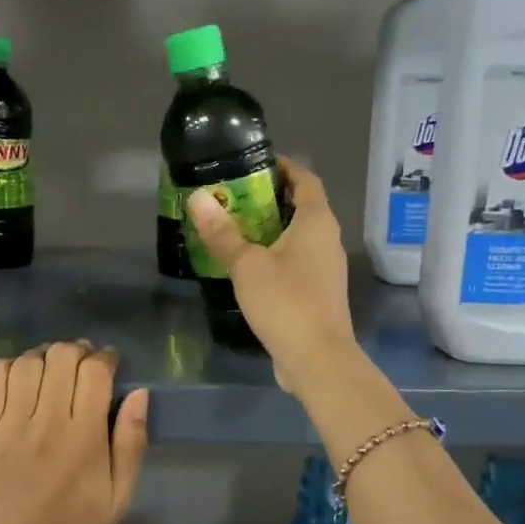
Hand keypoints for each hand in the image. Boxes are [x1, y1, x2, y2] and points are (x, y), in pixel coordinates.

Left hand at [0, 342, 149, 523]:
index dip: (105, 358)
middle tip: (81, 365)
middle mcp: (46, 423)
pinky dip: (7, 367)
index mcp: (84, 438)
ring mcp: (8, 426)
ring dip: (43, 356)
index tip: (109, 364)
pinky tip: (18, 378)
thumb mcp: (119, 497)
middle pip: (61, 357)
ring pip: (27, 363)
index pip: (95, 372)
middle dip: (77, 351)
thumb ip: (131, 442)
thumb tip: (139, 393)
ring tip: (50, 370)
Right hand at [186, 159, 355, 395]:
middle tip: (230, 197)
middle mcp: (326, 239)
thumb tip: (198, 198)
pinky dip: (273, 255)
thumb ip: (222, 232)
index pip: (304, 179)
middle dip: (267, 199)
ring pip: (297, 237)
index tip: (251, 165)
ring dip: (268, 230)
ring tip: (232, 229)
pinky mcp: (318, 293)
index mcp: (317, 222)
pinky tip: (246, 266)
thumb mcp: (247, 265)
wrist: (317, 359)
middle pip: (300, 207)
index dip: (282, 167)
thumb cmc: (286, 302)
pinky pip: (295, 262)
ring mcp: (325, 268)